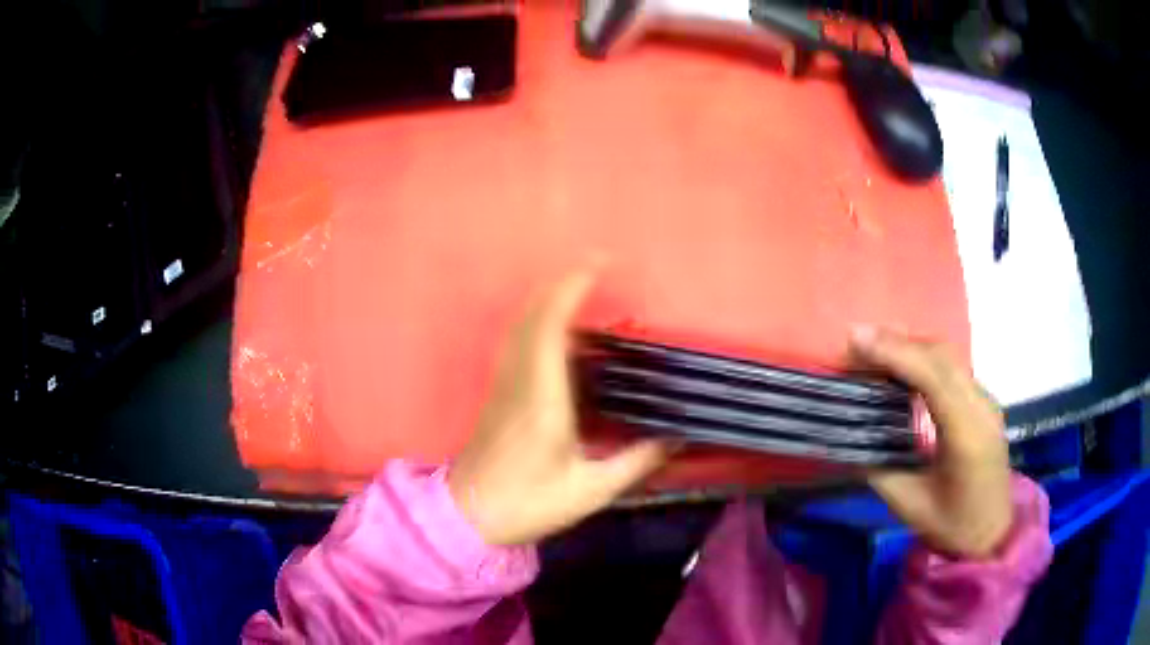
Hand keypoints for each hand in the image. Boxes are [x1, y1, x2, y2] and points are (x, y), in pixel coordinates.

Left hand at [448, 266, 673, 545]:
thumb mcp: (590, 491)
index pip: (550, 330)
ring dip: (547, 301)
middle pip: (531, 318)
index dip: (570, 292)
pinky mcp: (498, 394)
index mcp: (542, 402)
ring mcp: (503, 386)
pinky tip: (558, 332)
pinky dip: (537, 322)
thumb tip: (675, 436)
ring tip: (580, 292)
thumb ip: (635, 461)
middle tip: (596, 270)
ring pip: (519, 328)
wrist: (468, 517)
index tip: (597, 268)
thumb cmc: (527, 505)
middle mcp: (518, 382)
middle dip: (561, 286)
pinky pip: (516, 343)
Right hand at [852, 327, 1012, 558]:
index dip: (894, 352)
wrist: (992, 534)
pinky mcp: (984, 403)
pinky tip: (904, 365)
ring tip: (875, 346)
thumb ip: (878, 467)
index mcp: (965, 433)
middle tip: (857, 339)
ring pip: (949, 356)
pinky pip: (954, 368)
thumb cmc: (951, 526)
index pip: (932, 376)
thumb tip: (850, 436)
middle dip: (898, 341)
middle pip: (941, 356)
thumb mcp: (908, 504)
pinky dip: (924, 357)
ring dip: (911, 345)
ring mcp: (986, 401)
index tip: (856, 339)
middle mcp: (981, 407)